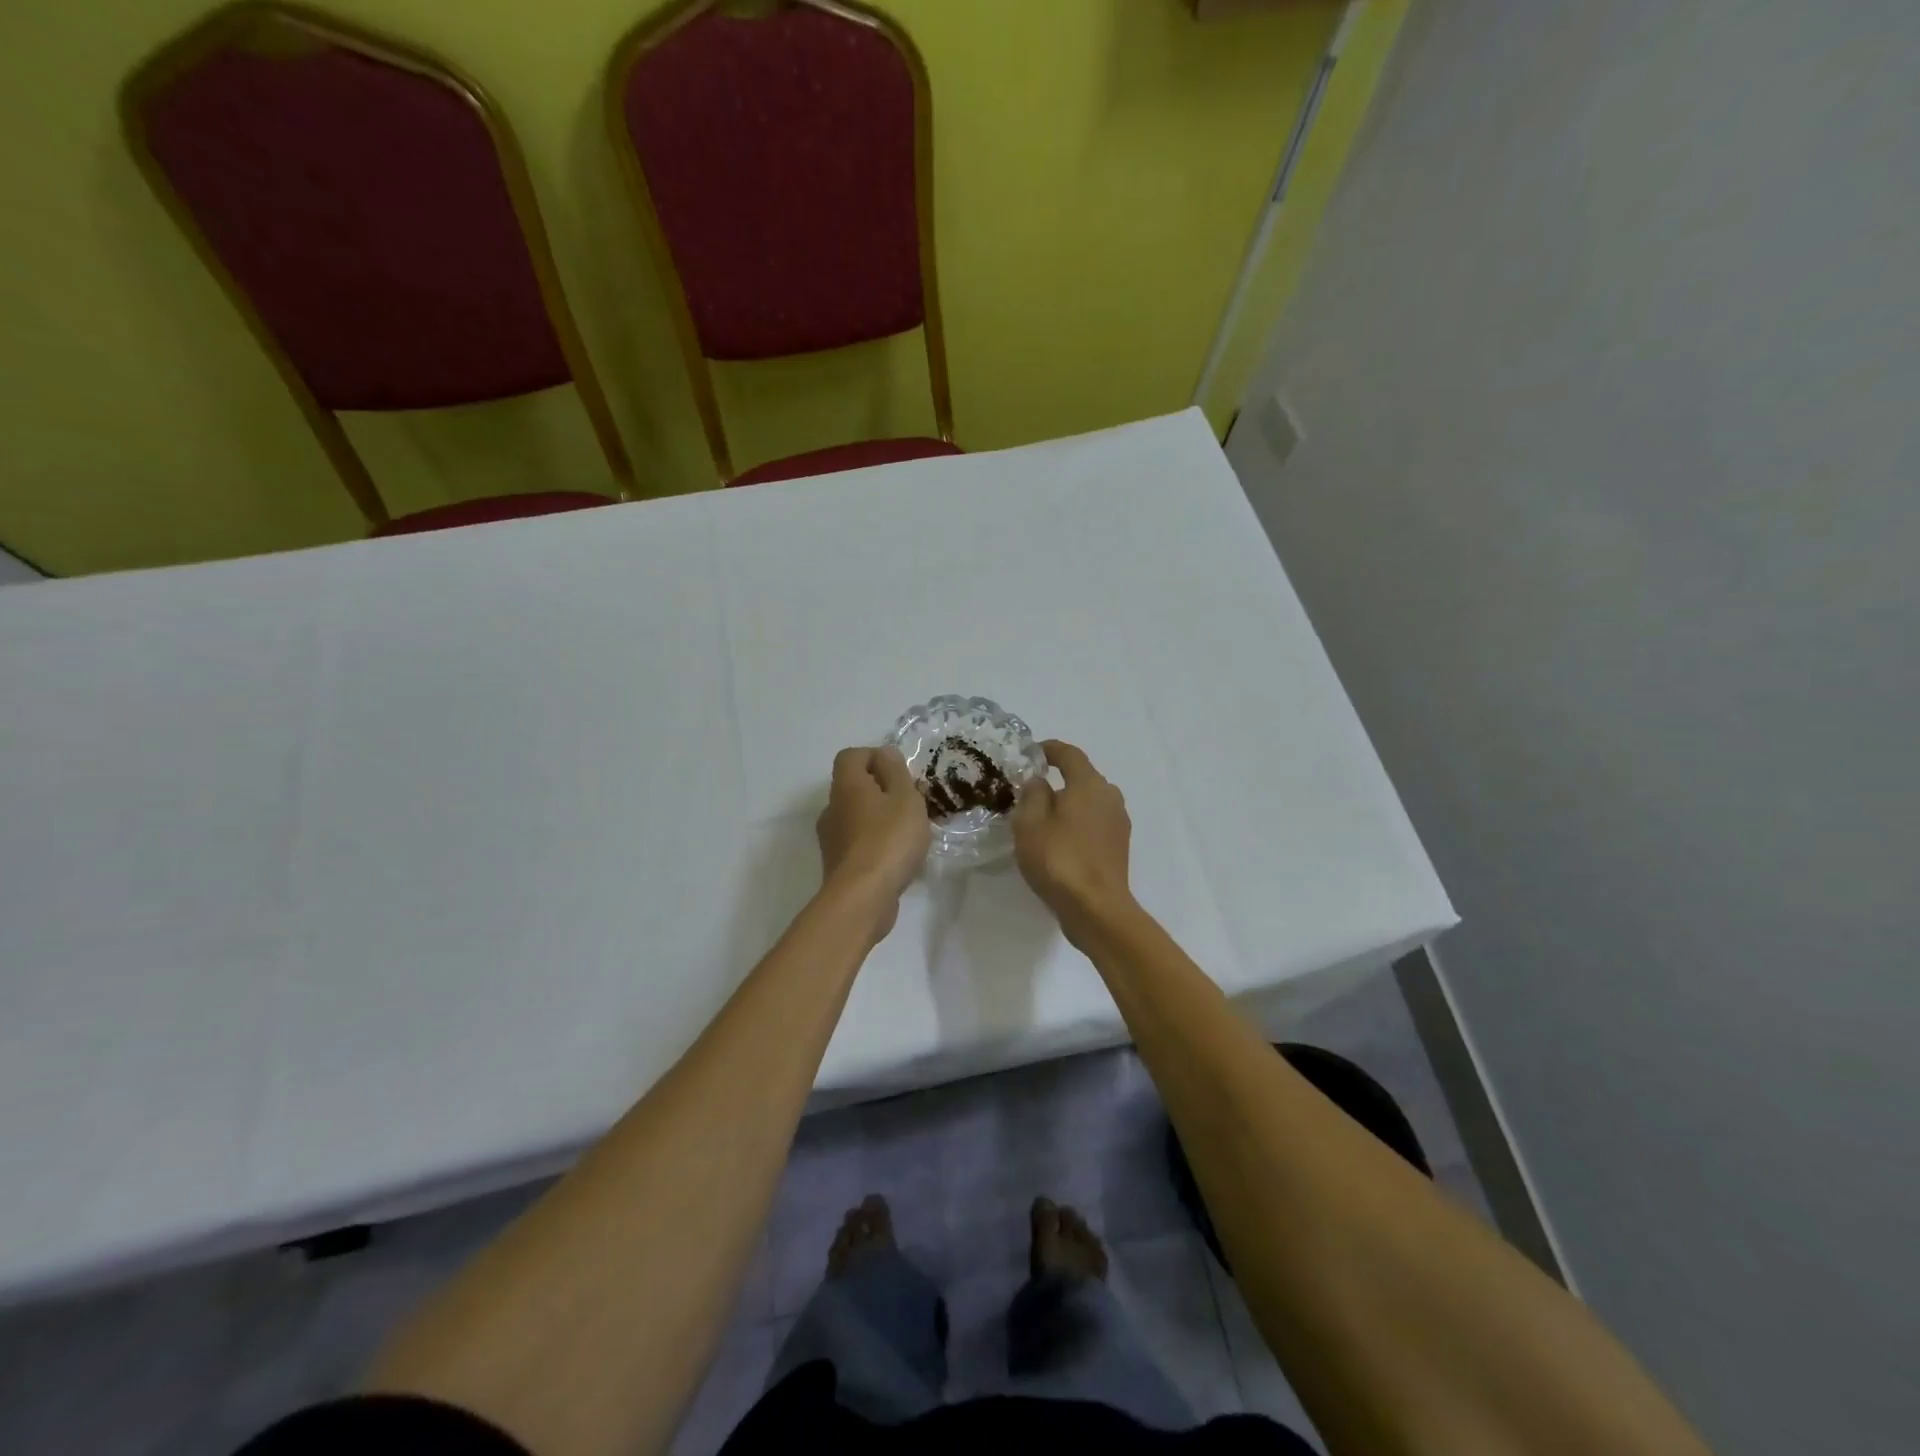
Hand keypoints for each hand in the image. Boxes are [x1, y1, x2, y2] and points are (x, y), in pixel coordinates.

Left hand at [816, 746, 930, 940]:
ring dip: (878, 818)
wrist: (863, 897)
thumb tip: (884, 753)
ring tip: (907, 833)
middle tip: (909, 804)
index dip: (875, 758)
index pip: (851, 756)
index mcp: (847, 785)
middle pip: (853, 787)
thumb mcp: (905, 798)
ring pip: (855, 816)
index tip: (900, 773)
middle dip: (881, 790)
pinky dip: (874, 843)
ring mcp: (831, 838)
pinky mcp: (837, 864)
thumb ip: (896, 771)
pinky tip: (896, 858)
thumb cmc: (889, 839)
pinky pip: (857, 842)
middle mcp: (832, 807)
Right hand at [1011, 739, 1133, 938]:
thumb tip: (1039, 781)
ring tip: (1044, 819)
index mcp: (1088, 784)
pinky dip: (1078, 823)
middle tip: (1031, 792)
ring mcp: (1118, 822)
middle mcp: (1109, 796)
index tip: (1031, 753)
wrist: (1096, 908)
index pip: (1069, 754)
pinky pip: (1095, 822)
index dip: (1049, 750)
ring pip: (1089, 802)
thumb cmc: (1059, 859)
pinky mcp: (1119, 845)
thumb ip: (1032, 794)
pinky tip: (1061, 841)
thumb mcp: (1030, 823)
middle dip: (1058, 779)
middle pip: (1082, 778)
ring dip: (1069, 804)